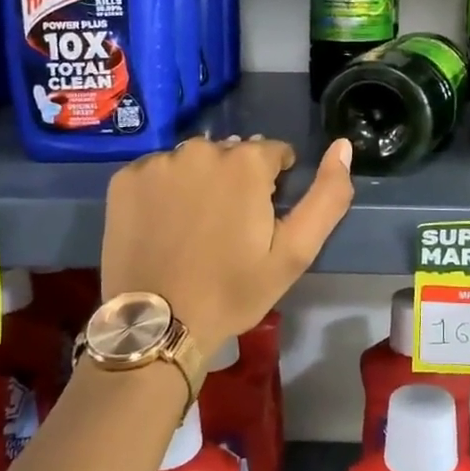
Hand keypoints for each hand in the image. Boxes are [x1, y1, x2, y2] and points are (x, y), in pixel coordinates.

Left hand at [100, 135, 354, 357]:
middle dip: (236, 180)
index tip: (262, 221)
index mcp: (246, 161)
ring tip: (194, 227)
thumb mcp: (295, 251)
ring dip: (200, 182)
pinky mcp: (125, 179)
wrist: (159, 325)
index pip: (273, 153)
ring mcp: (158, 162)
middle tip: (228, 229)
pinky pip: (157, 172)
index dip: (274, 185)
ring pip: (193, 161)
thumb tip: (344, 145)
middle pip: (231, 154)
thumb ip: (328, 195)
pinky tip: (163, 224)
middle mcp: (200, 149)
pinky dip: (164, 190)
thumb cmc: (234, 290)